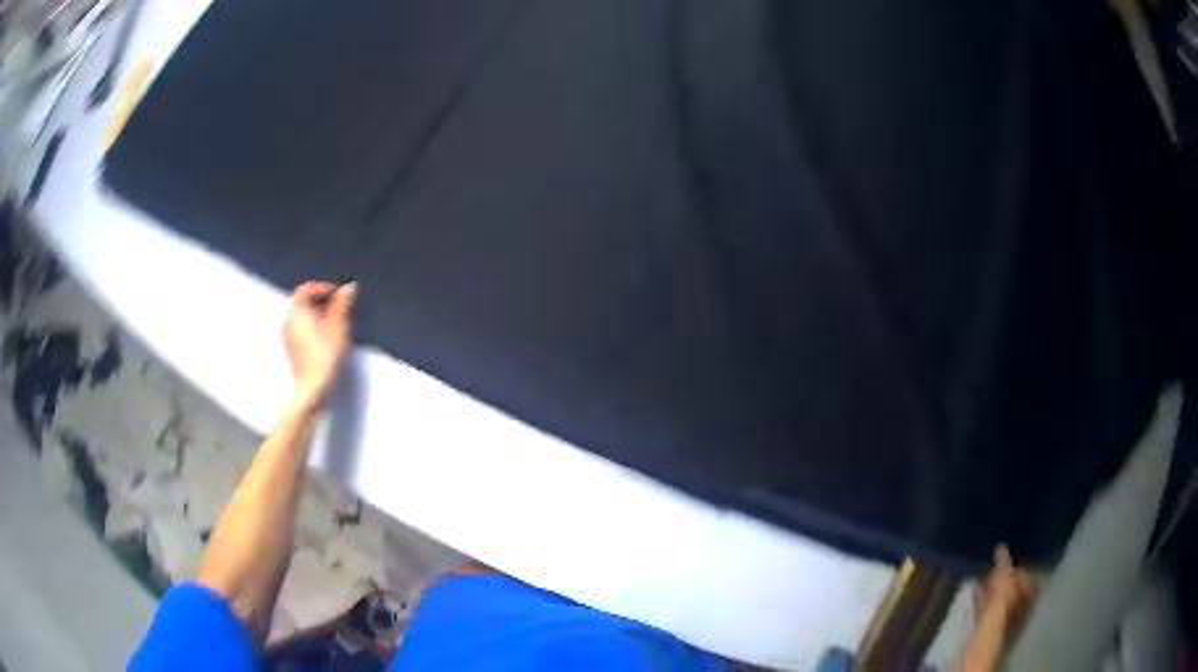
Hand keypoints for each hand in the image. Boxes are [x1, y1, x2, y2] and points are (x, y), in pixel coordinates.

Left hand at [282, 281, 356, 409]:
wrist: (313, 389)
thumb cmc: (325, 354)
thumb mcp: (339, 325)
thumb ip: (342, 304)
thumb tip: (349, 287)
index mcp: (296, 311)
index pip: (306, 289)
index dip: (323, 287)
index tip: (339, 294)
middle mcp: (288, 321)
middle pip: (303, 303)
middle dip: (322, 302)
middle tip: (340, 309)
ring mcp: (287, 339)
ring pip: (302, 319)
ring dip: (318, 316)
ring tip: (336, 325)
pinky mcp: (291, 353)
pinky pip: (301, 332)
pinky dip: (313, 330)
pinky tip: (327, 341)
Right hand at [973, 545, 1037, 628]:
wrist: (986, 637)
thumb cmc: (1003, 605)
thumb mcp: (1006, 578)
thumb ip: (1004, 563)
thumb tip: (1001, 546)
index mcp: (1031, 591)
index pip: (1031, 571)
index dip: (1022, 560)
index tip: (1013, 549)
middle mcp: (1023, 603)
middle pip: (1015, 584)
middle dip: (1006, 573)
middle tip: (996, 559)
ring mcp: (1006, 615)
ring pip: (1000, 595)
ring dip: (993, 585)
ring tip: (983, 571)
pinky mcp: (990, 624)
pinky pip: (988, 605)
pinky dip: (982, 596)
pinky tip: (974, 587)